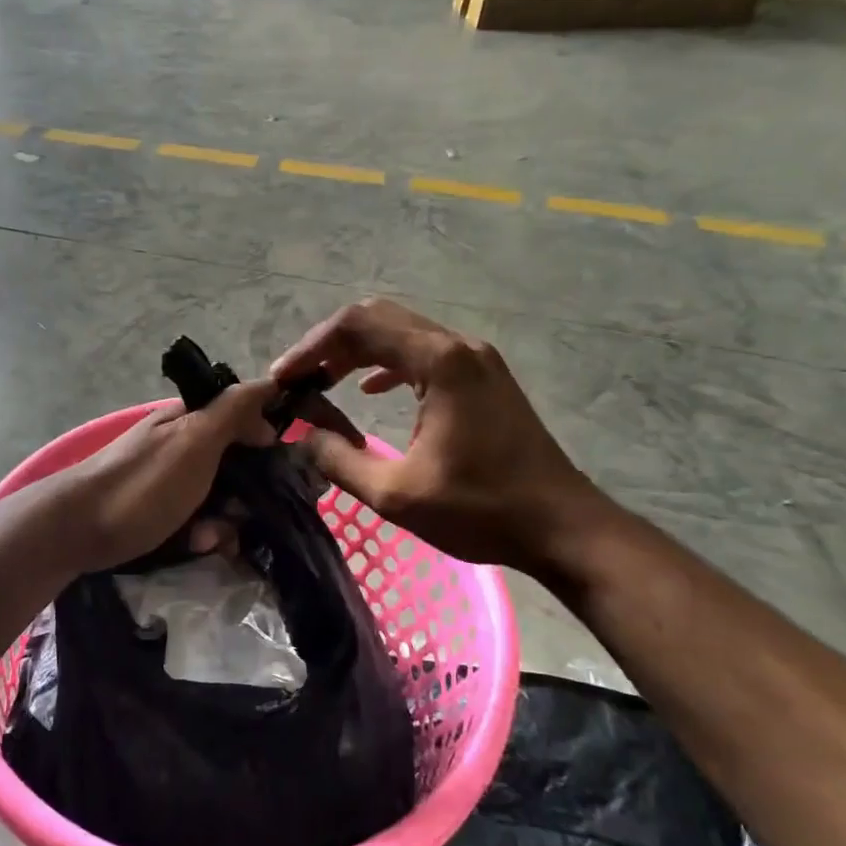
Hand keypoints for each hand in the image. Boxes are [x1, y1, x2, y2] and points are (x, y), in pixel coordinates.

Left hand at [43, 381, 279, 573]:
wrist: (76, 530)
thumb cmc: (143, 483)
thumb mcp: (194, 440)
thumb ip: (232, 411)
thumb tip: (269, 388)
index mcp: (191, 419)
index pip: (244, 414)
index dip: (267, 436)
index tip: (286, 465)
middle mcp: (182, 444)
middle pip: (237, 463)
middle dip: (248, 492)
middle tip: (245, 513)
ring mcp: (170, 480)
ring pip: (220, 497)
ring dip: (225, 520)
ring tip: (210, 538)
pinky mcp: (159, 513)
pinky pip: (197, 521)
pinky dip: (202, 534)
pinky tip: (195, 546)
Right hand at [270, 299, 618, 573]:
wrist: (562, 526)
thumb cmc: (481, 510)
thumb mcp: (396, 495)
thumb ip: (339, 460)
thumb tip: (302, 435)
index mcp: (439, 362)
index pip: (359, 326)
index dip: (311, 347)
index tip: (283, 378)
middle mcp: (458, 346)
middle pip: (379, 319)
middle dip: (330, 344)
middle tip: (297, 379)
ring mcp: (476, 359)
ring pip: (402, 332)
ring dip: (357, 351)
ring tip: (321, 381)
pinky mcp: (484, 377)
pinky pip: (424, 353)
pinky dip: (388, 363)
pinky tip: (370, 389)